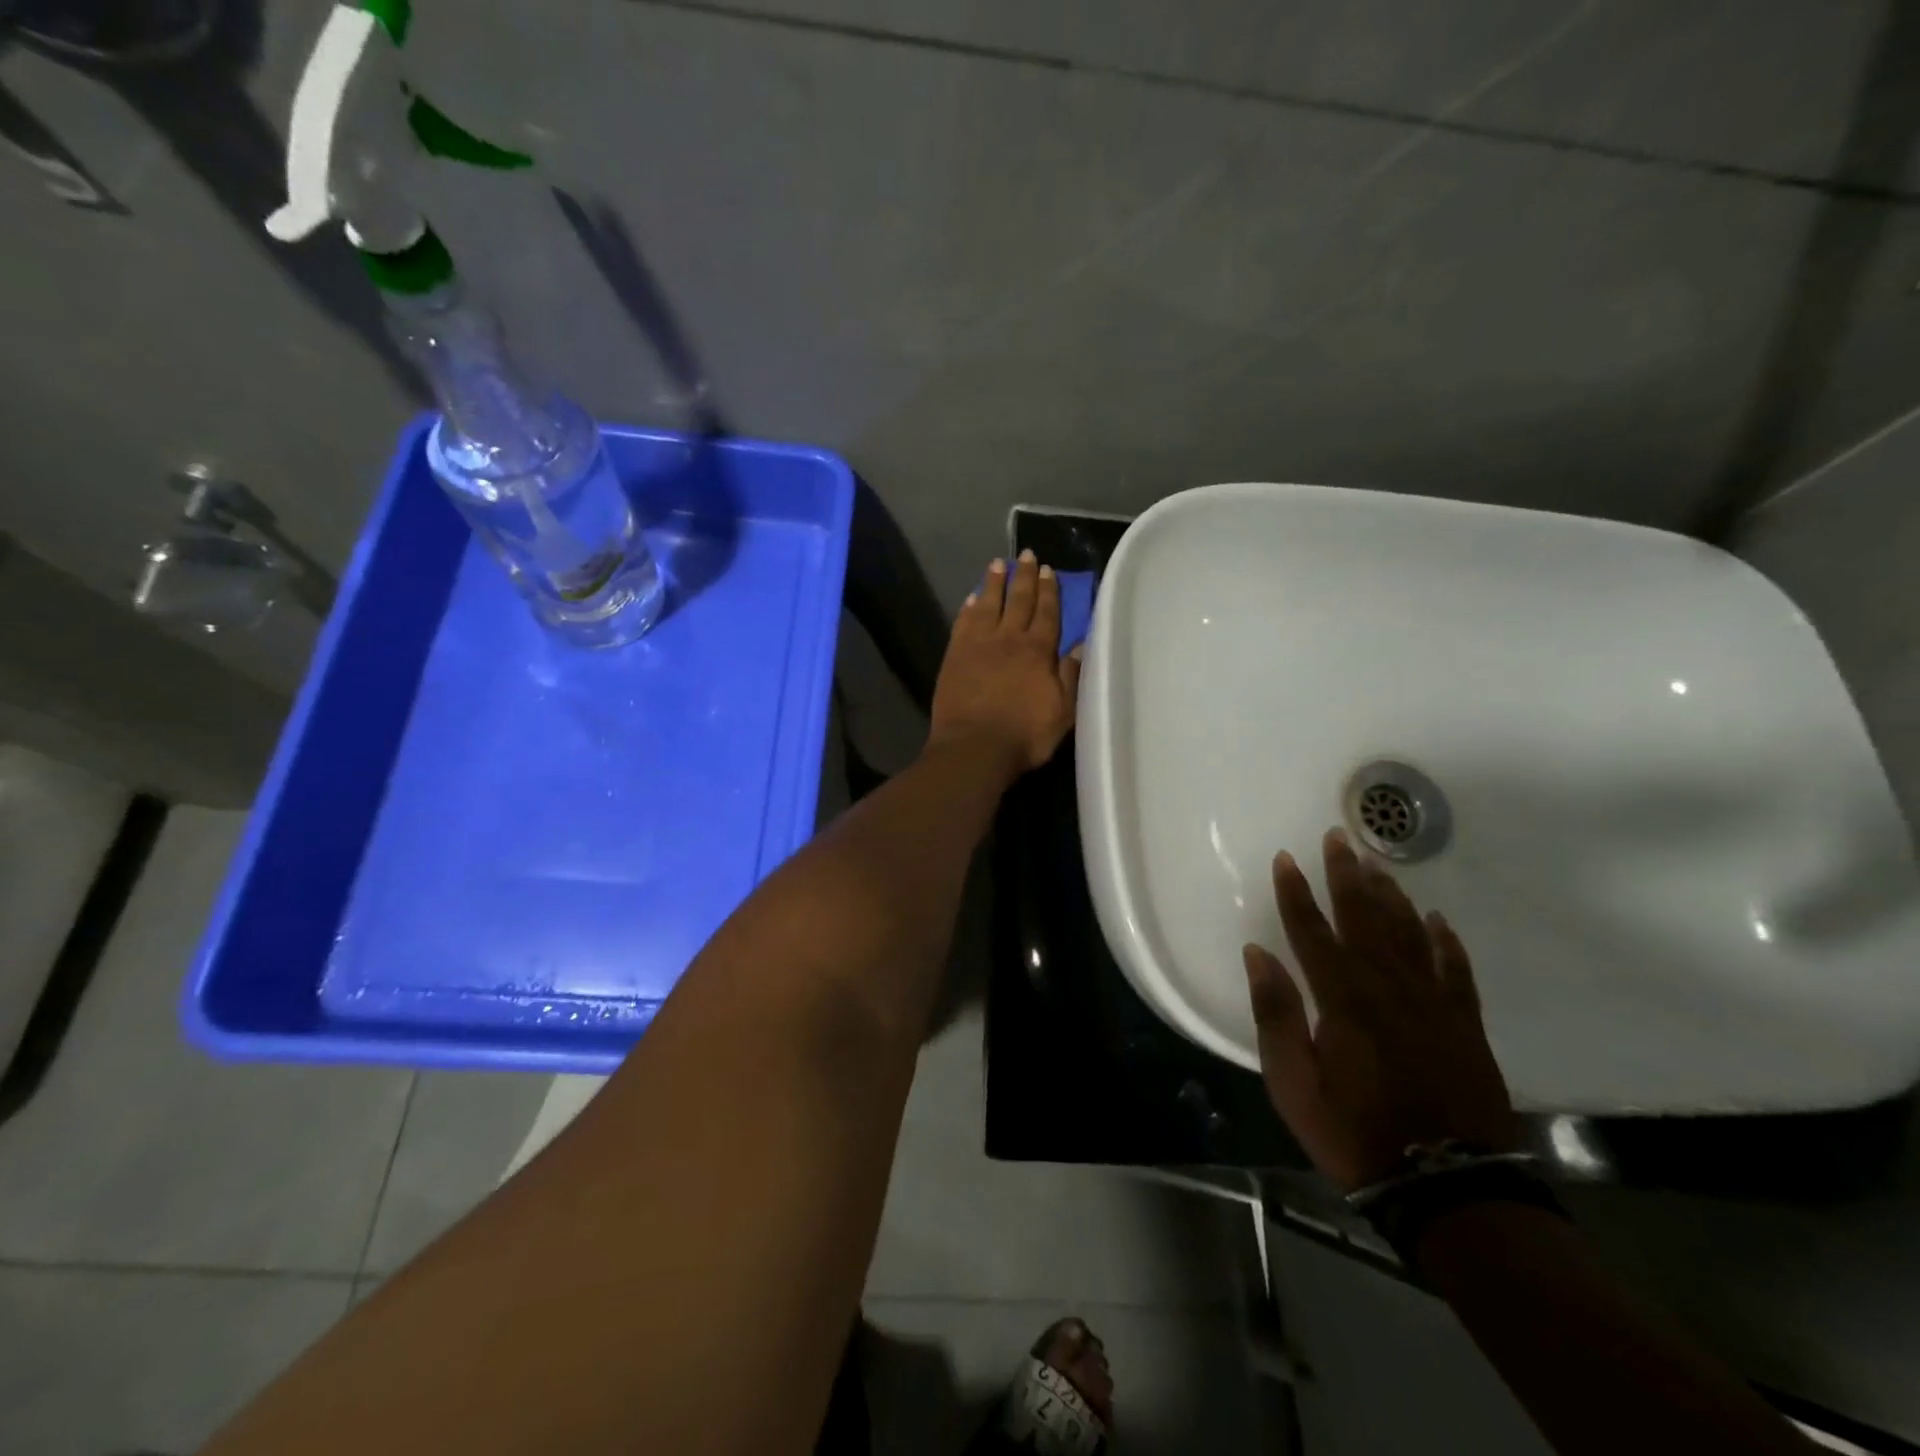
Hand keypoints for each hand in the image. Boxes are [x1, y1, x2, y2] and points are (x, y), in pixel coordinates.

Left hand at [928, 551, 1080, 777]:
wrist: (975, 747)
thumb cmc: (1025, 735)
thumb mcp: (1063, 712)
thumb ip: (1071, 676)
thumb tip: (1081, 645)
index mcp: (1038, 651)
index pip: (1047, 612)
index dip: (1049, 590)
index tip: (1048, 570)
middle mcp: (1009, 639)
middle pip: (1018, 601)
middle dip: (1024, 576)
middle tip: (1026, 555)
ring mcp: (978, 644)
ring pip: (988, 604)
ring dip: (994, 583)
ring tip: (998, 564)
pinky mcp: (954, 655)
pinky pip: (963, 622)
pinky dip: (969, 607)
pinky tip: (972, 597)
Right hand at [1243, 829, 1514, 1191]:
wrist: (1446, 1187)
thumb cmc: (1354, 1132)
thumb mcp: (1292, 1082)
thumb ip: (1275, 1013)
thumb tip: (1258, 954)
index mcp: (1341, 998)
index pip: (1311, 931)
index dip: (1295, 893)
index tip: (1285, 858)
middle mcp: (1387, 987)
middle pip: (1363, 918)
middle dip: (1346, 876)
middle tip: (1339, 837)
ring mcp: (1432, 1003)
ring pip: (1408, 934)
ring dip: (1390, 896)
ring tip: (1378, 865)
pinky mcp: (1464, 1024)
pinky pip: (1455, 969)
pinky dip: (1445, 941)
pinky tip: (1436, 919)